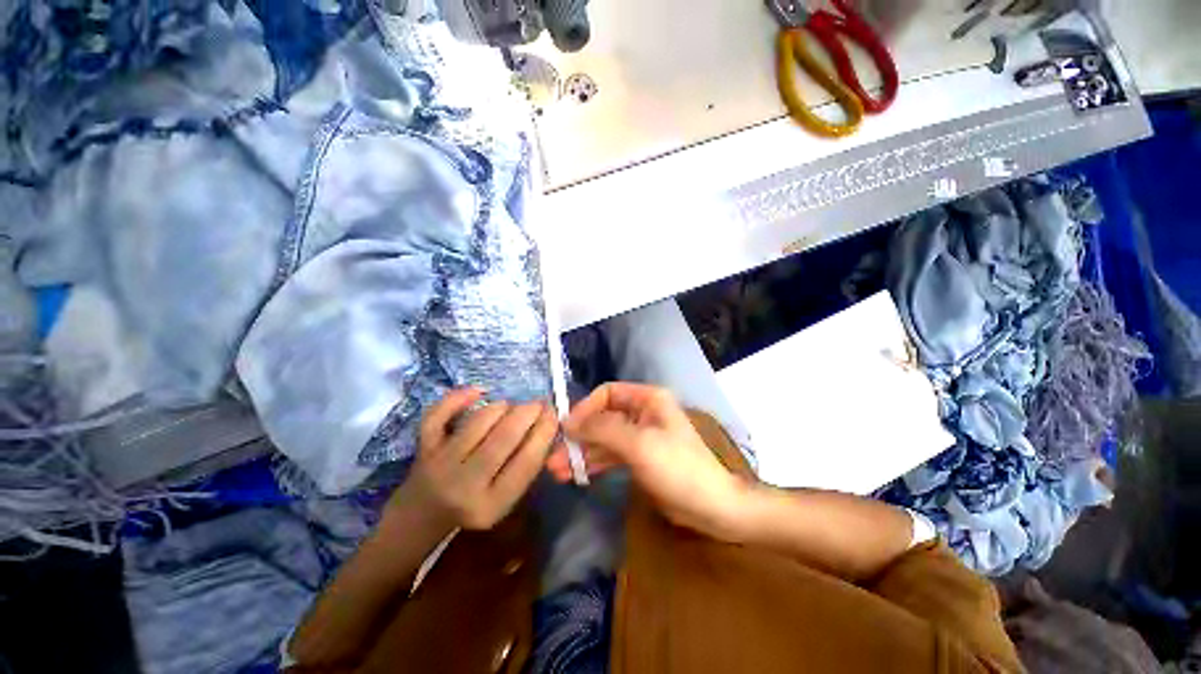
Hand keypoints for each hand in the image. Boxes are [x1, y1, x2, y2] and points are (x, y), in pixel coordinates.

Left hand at [397, 388, 556, 530]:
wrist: (423, 516)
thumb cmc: (474, 507)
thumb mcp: (506, 499)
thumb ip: (527, 467)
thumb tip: (548, 427)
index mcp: (491, 504)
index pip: (526, 462)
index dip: (544, 432)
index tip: (554, 414)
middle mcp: (464, 485)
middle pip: (503, 438)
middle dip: (527, 413)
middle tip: (539, 404)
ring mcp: (440, 464)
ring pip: (477, 422)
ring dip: (503, 407)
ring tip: (513, 407)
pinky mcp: (423, 447)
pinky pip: (439, 414)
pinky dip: (459, 397)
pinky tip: (479, 391)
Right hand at [547, 383, 751, 540]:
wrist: (711, 507)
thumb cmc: (677, 467)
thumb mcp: (638, 444)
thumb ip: (602, 429)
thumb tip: (569, 421)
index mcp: (647, 399)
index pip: (607, 393)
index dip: (585, 408)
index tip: (566, 429)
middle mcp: (642, 413)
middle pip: (603, 417)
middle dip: (579, 435)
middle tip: (554, 456)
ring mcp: (640, 437)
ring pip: (604, 438)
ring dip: (582, 452)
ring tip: (557, 470)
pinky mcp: (639, 458)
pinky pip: (611, 455)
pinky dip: (594, 463)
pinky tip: (576, 474)